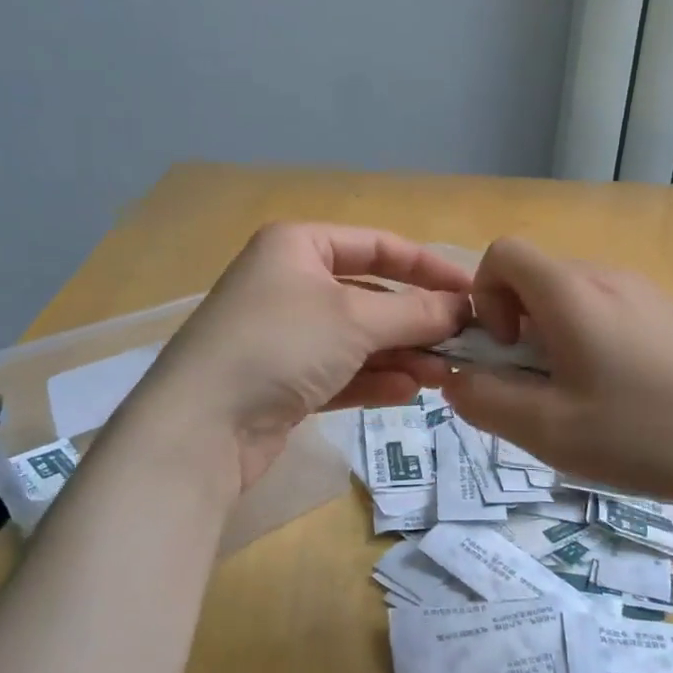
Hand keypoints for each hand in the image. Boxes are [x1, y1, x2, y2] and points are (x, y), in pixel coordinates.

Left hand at [136, 223, 471, 486]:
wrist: (200, 426)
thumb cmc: (280, 345)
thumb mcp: (355, 320)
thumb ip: (415, 312)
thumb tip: (462, 308)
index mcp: (298, 246)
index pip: (378, 246)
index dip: (428, 268)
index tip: (473, 292)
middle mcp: (289, 283)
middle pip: (370, 296)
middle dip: (416, 321)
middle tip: (463, 345)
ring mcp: (284, 335)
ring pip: (357, 338)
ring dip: (401, 354)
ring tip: (444, 376)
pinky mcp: (282, 381)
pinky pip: (339, 371)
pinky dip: (373, 379)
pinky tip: (409, 391)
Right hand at [444, 237, 672, 505]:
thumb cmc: (648, 433)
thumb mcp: (550, 431)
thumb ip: (486, 402)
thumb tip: (455, 380)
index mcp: (571, 293)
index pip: (503, 253)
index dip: (484, 295)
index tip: (506, 349)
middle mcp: (606, 277)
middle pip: (536, 279)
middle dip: (517, 327)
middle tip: (537, 388)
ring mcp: (644, 293)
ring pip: (572, 299)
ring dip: (554, 338)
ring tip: (579, 399)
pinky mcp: (670, 315)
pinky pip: (608, 312)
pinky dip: (590, 342)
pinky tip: (622, 397)